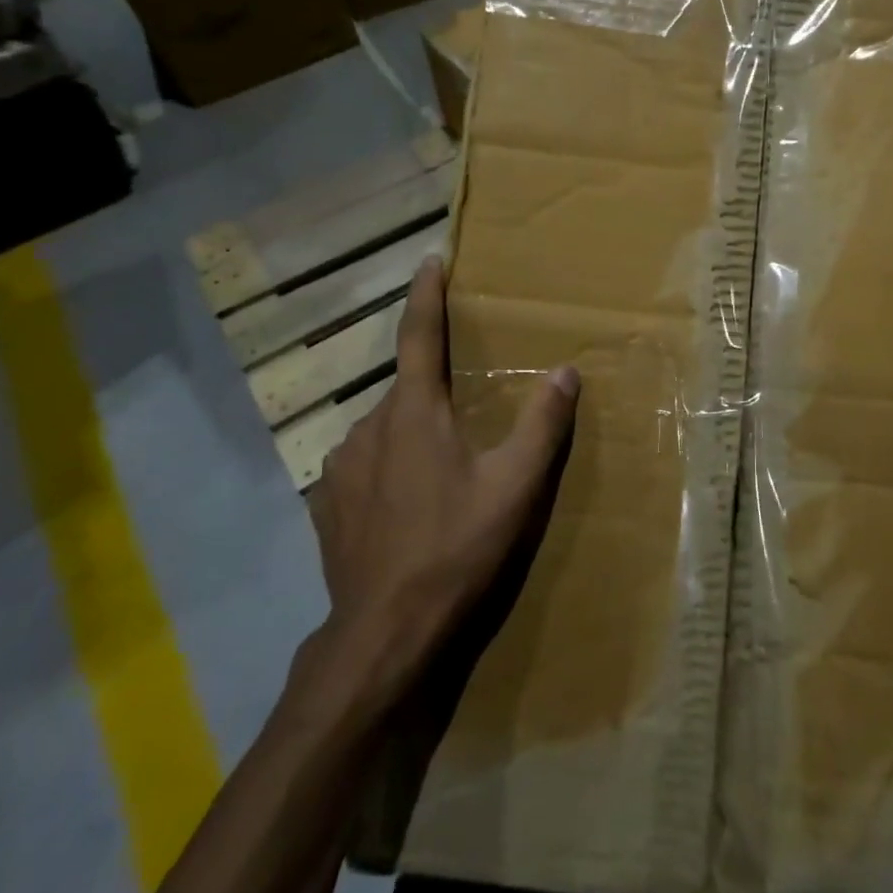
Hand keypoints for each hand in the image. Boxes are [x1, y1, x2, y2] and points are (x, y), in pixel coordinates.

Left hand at [306, 257, 579, 673]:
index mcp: (413, 411)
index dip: (426, 295)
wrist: (385, 631)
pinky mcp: (327, 501)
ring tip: (441, 465)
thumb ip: (542, 424)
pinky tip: (408, 500)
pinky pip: (365, 461)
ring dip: (412, 430)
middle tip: (465, 409)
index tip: (430, 261)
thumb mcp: (515, 486)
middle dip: (434, 387)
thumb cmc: (456, 547)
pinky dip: (390, 463)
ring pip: (385, 427)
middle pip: (406, 387)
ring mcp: (340, 465)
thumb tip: (566, 371)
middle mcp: (368, 425)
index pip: (418, 334)